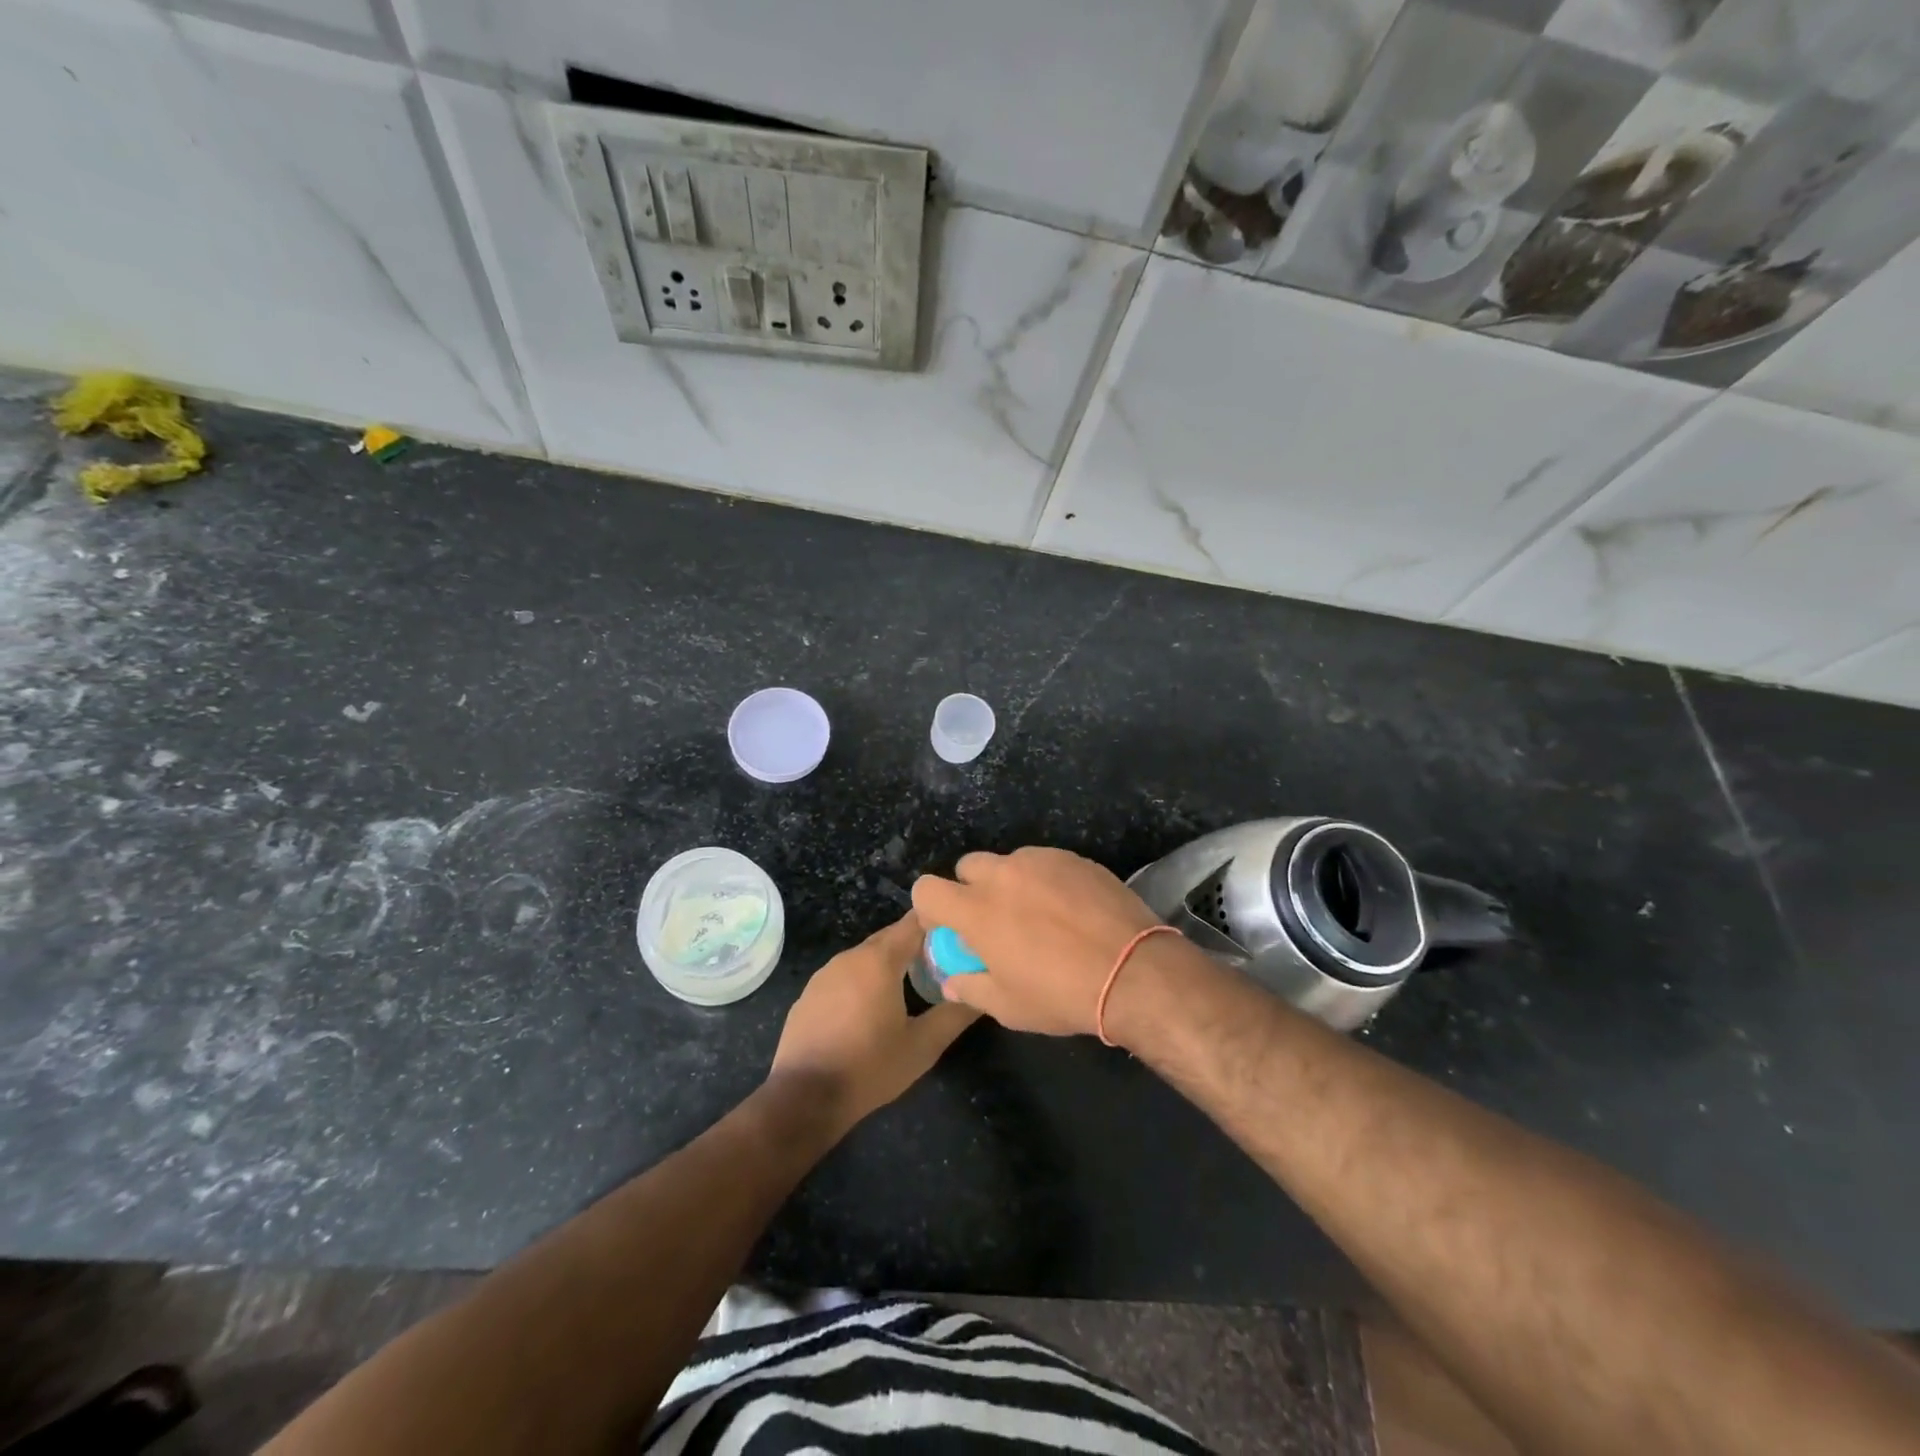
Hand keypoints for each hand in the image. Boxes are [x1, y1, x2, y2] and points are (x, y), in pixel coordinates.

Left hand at [767, 912, 978, 1139]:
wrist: (804, 1097)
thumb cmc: (870, 1067)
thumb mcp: (923, 1046)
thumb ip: (955, 1015)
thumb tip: (983, 995)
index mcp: (879, 960)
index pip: (915, 922)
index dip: (939, 924)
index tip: (960, 936)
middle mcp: (850, 956)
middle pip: (890, 938)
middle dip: (917, 946)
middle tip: (943, 965)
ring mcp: (825, 973)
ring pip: (867, 957)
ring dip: (890, 965)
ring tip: (912, 987)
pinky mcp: (809, 993)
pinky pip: (846, 975)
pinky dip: (864, 982)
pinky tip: (871, 1010)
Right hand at [911, 847, 1162, 1036]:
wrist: (1134, 971)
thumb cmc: (1062, 994)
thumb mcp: (1009, 1007)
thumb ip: (971, 988)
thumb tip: (954, 980)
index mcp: (976, 910)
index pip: (926, 889)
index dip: (931, 908)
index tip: (948, 928)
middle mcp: (1002, 875)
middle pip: (967, 867)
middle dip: (971, 889)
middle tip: (995, 921)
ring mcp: (1041, 860)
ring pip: (1009, 862)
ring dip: (1010, 883)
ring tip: (1039, 915)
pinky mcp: (1074, 857)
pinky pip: (1045, 862)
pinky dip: (1045, 880)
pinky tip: (1070, 909)